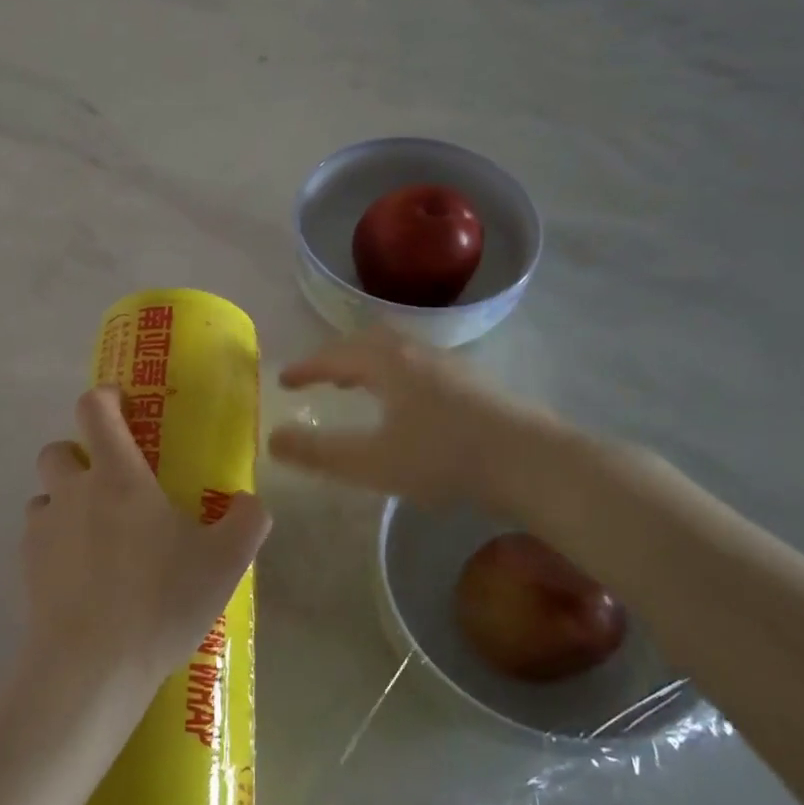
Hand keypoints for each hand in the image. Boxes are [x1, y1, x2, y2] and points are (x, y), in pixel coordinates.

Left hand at [22, 388, 270, 721]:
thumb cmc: (161, 600)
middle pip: (58, 448)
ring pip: (45, 494)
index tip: (122, 404)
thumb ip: (246, 521)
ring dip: (65, 501)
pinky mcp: (25, 566)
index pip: (94, 409)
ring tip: (96, 536)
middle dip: (80, 455)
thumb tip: (249, 502)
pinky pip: (38, 536)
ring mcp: (44, 528)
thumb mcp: (225, 562)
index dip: (105, 397)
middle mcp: (73, 491)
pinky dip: (55, 541)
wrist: (92, 666)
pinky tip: (81, 575)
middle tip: (112, 484)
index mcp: (118, 476)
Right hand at [267, 329, 568, 513]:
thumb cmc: (443, 458)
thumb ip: (318, 453)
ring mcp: (449, 364)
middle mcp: (416, 353)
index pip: (334, 356)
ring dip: (368, 364)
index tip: (283, 379)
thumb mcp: (371, 462)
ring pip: (397, 351)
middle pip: (366, 342)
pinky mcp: (473, 382)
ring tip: (357, 387)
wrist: (531, 461)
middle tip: (320, 378)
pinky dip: (395, 374)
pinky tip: (406, 405)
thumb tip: (273, 439)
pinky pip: (419, 365)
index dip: (305, 367)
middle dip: (337, 358)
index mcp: (387, 363)